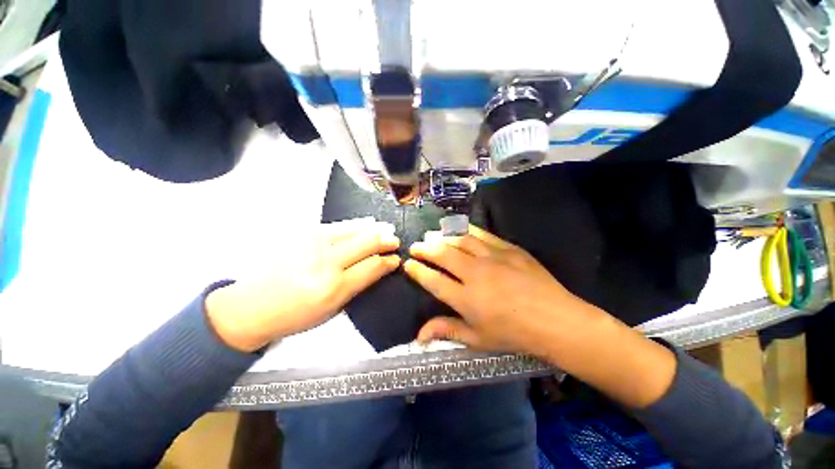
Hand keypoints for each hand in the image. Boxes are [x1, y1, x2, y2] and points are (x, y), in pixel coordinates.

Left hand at [205, 218, 400, 351]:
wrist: (252, 305)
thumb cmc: (295, 314)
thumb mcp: (333, 309)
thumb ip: (359, 285)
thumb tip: (379, 267)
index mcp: (334, 286)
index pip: (373, 266)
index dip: (389, 261)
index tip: (397, 259)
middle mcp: (326, 261)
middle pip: (367, 242)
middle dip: (386, 240)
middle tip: (395, 241)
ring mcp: (313, 242)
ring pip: (354, 229)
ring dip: (374, 229)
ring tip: (386, 229)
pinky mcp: (303, 232)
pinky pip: (339, 226)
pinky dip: (356, 225)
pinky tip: (365, 224)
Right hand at [404, 225, 597, 355]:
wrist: (556, 320)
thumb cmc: (514, 334)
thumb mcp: (478, 339)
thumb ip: (447, 331)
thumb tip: (418, 337)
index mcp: (466, 298)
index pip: (433, 280)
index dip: (417, 271)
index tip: (408, 264)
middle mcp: (475, 274)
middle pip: (442, 254)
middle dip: (424, 248)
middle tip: (415, 246)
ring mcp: (493, 257)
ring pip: (460, 240)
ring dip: (442, 236)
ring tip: (431, 234)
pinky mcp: (508, 248)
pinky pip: (482, 234)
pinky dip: (466, 230)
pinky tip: (458, 228)